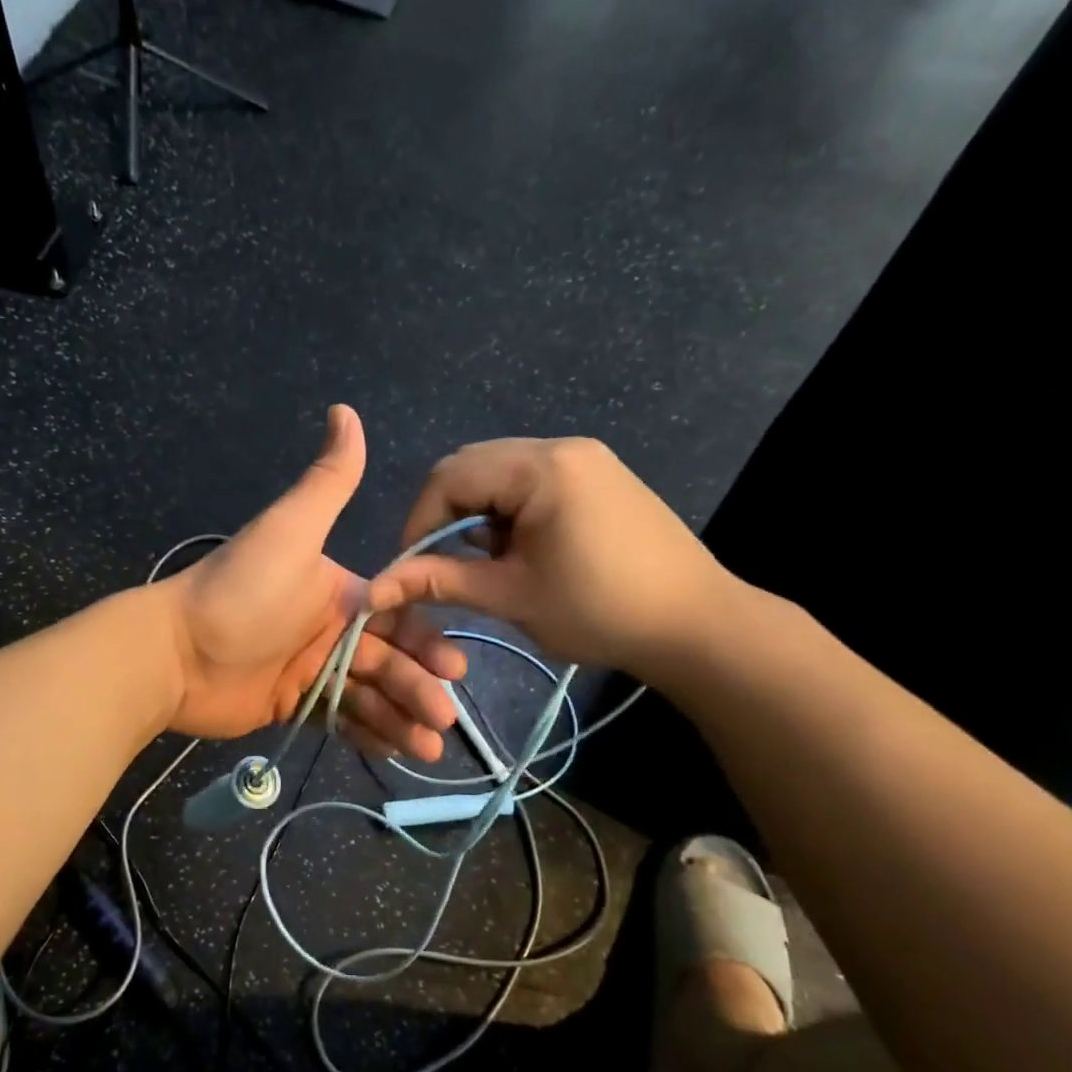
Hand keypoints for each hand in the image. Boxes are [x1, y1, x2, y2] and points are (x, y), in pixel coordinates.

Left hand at [155, 405, 467, 758]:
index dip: (426, 642)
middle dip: (419, 689)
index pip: (396, 617)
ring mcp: (310, 669)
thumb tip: (345, 410)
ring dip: (400, 719)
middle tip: (443, 721)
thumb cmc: (241, 593)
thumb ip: (327, 481)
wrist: (174, 651)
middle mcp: (330, 629)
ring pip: (368, 695)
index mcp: (338, 591)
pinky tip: (393, 751)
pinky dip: (367, 734)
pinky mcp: (291, 704)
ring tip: (426, 751)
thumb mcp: (290, 531)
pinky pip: (339, 719)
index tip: (453, 668)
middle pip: (388, 661)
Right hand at [366, 437, 742, 677]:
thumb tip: (374, 589)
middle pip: (473, 466)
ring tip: (486, 561)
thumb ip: (441, 582)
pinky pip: (533, 480)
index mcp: (540, 468)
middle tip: (442, 565)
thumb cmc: (599, 611)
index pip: (449, 477)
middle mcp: (561, 447)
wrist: (696, 624)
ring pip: (501, 473)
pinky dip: (510, 510)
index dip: (417, 522)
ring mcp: (586, 458)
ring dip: (478, 512)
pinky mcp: (600, 475)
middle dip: (445, 515)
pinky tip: (520, 549)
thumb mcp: (511, 596)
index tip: (411, 569)